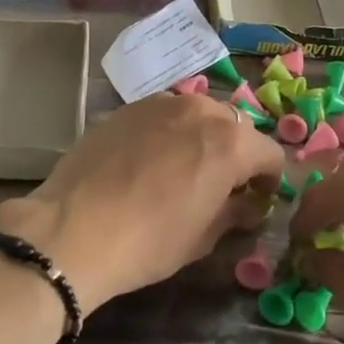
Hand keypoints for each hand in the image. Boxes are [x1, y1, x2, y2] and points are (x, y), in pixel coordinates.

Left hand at [0, 94, 283, 315]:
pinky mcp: (129, 106)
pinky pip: (164, 114)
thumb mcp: (203, 237)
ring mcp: (163, 102)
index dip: (270, 180)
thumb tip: (250, 206)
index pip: (271, 153)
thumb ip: (235, 213)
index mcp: (232, 143)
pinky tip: (149, 160)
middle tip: (221, 185)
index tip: (258, 200)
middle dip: (237, 154)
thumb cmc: (149, 241)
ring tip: (183, 167)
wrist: (73, 228)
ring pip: (199, 114)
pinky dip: (169, 132)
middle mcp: (203, 110)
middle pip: (236, 128)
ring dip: (202, 137)